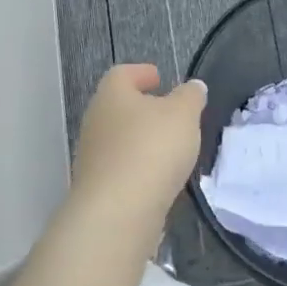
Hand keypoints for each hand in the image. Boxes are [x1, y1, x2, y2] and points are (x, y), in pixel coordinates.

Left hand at [66, 65, 205, 246]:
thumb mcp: (183, 114)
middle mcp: (96, 121)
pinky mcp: (99, 188)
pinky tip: (160, 176)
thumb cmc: (152, 149)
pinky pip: (122, 167)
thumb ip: (190, 96)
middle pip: (119, 106)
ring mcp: (93, 157)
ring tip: (171, 147)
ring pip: (120, 138)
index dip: (141, 73)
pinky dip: (140, 166)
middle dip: (143, 108)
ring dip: (142, 139)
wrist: (118, 212)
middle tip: (170, 113)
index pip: (122, 74)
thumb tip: (193, 87)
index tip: (159, 78)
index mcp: (112, 95)